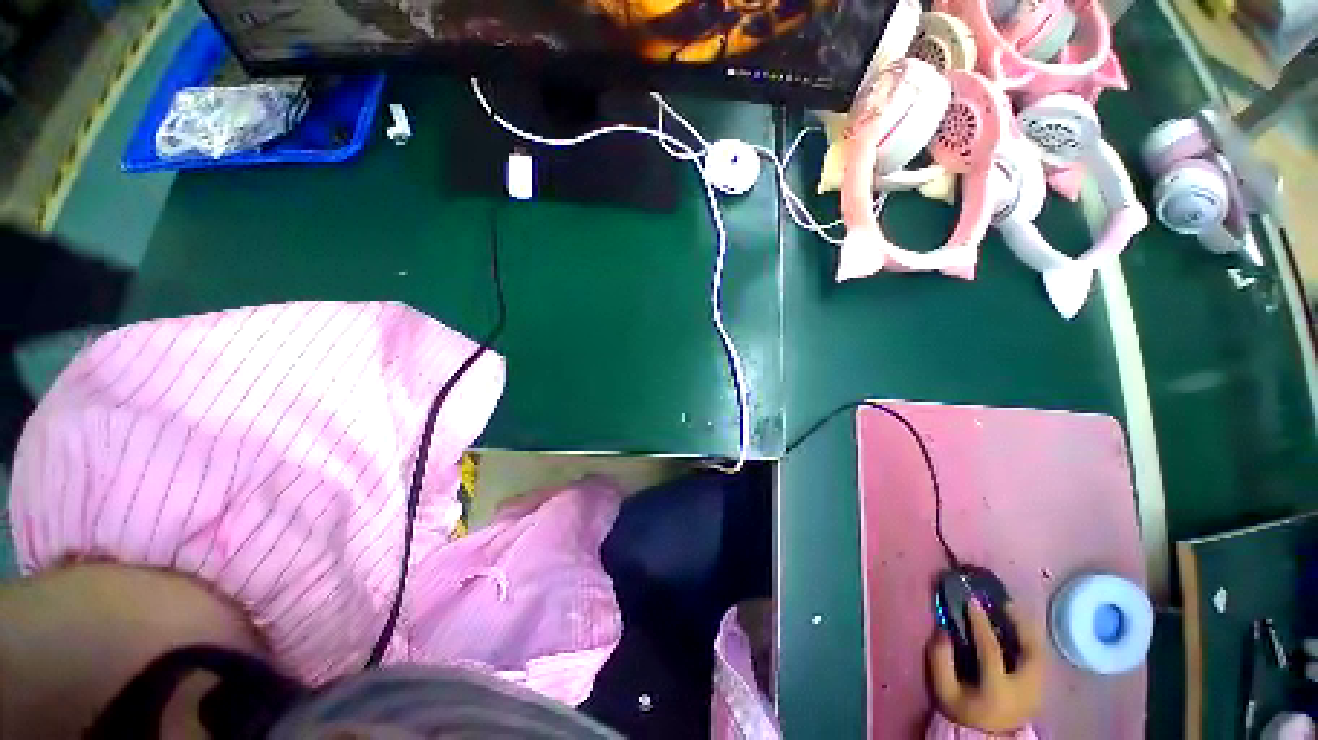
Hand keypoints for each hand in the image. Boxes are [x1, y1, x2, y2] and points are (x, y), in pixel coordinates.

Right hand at [926, 601, 1045, 733]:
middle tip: (1004, 602)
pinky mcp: (1041, 690)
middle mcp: (1023, 689)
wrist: (986, 736)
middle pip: (1030, 651)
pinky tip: (1019, 631)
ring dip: (1028, 630)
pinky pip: (1040, 659)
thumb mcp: (943, 689)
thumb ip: (940, 660)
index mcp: (997, 689)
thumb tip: (942, 630)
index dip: (981, 623)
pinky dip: (1031, 641)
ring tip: (1013, 611)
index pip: (991, 649)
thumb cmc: (962, 710)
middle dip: (1019, 623)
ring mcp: (1037, 691)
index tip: (972, 600)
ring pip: (1040, 654)